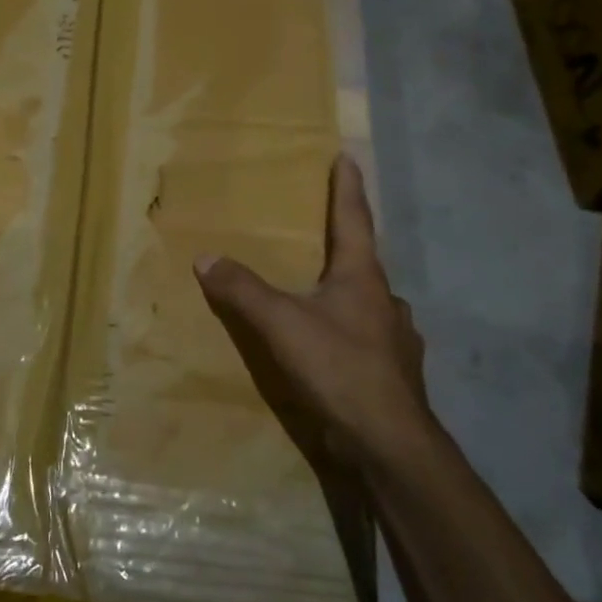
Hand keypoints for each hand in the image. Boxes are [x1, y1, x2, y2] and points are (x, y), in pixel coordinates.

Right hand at [194, 154, 431, 476]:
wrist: (390, 443)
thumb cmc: (339, 368)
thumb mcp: (281, 324)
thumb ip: (243, 290)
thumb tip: (205, 258)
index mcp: (362, 277)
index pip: (354, 219)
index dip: (347, 188)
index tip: (348, 157)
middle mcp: (385, 300)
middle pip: (364, 261)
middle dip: (345, 245)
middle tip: (323, 237)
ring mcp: (396, 339)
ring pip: (369, 303)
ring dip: (349, 293)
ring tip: (324, 296)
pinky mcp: (395, 374)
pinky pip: (369, 339)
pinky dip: (351, 332)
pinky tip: (337, 347)